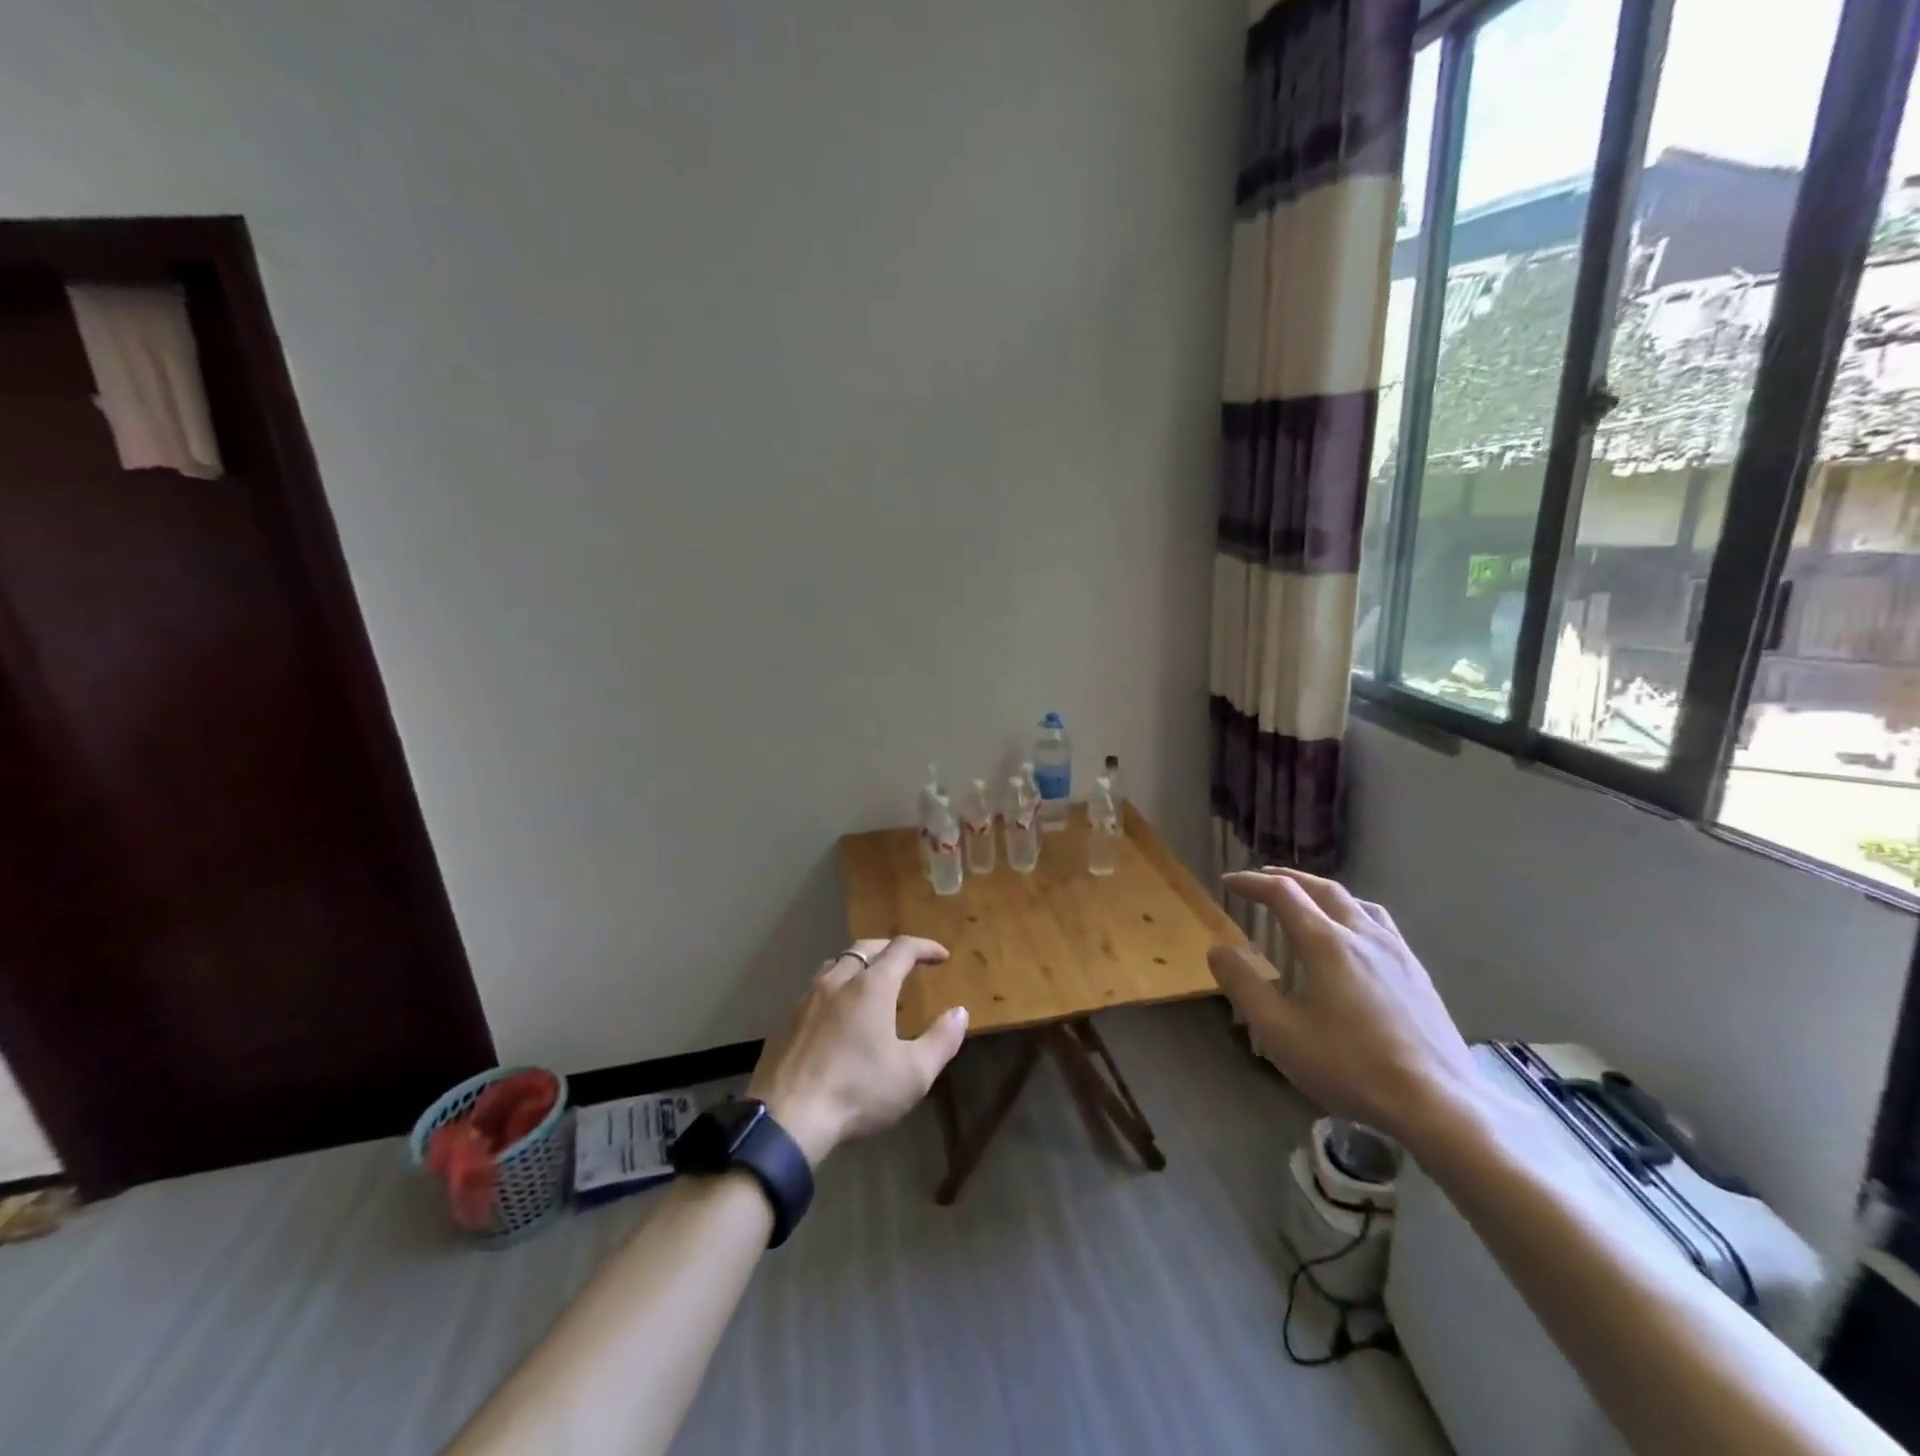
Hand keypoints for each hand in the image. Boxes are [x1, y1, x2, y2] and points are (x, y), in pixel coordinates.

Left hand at [747, 936, 968, 1166]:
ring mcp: (807, 998)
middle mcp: (838, 980)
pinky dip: (836, 987)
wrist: (787, 1119)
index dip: (925, 947)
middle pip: (866, 947)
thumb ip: (942, 1040)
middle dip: (891, 949)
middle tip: (908, 963)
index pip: (902, 948)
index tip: (941, 957)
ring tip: (872, 983)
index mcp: (871, 986)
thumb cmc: (858, 1093)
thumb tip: (960, 1012)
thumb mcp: (913, 1074)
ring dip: (860, 964)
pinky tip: (838, 1012)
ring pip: (837, 963)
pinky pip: (816, 988)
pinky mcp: (786, 1019)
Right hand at [1205, 869, 1480, 1155]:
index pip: (1282, 893)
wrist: (1440, 1106)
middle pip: (1321, 888)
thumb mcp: (1279, 1032)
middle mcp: (1362, 935)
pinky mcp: (1417, 973)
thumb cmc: (1350, 1067)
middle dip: (1286, 878)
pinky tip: (1353, 936)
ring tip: (1305, 899)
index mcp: (1326, 943)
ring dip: (1321, 890)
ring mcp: (1396, 952)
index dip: (1251, 882)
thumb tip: (1218, 949)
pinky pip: (1378, 922)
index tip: (1227, 881)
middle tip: (1260, 879)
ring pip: (1355, 901)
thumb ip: (1244, 986)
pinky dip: (1351, 910)